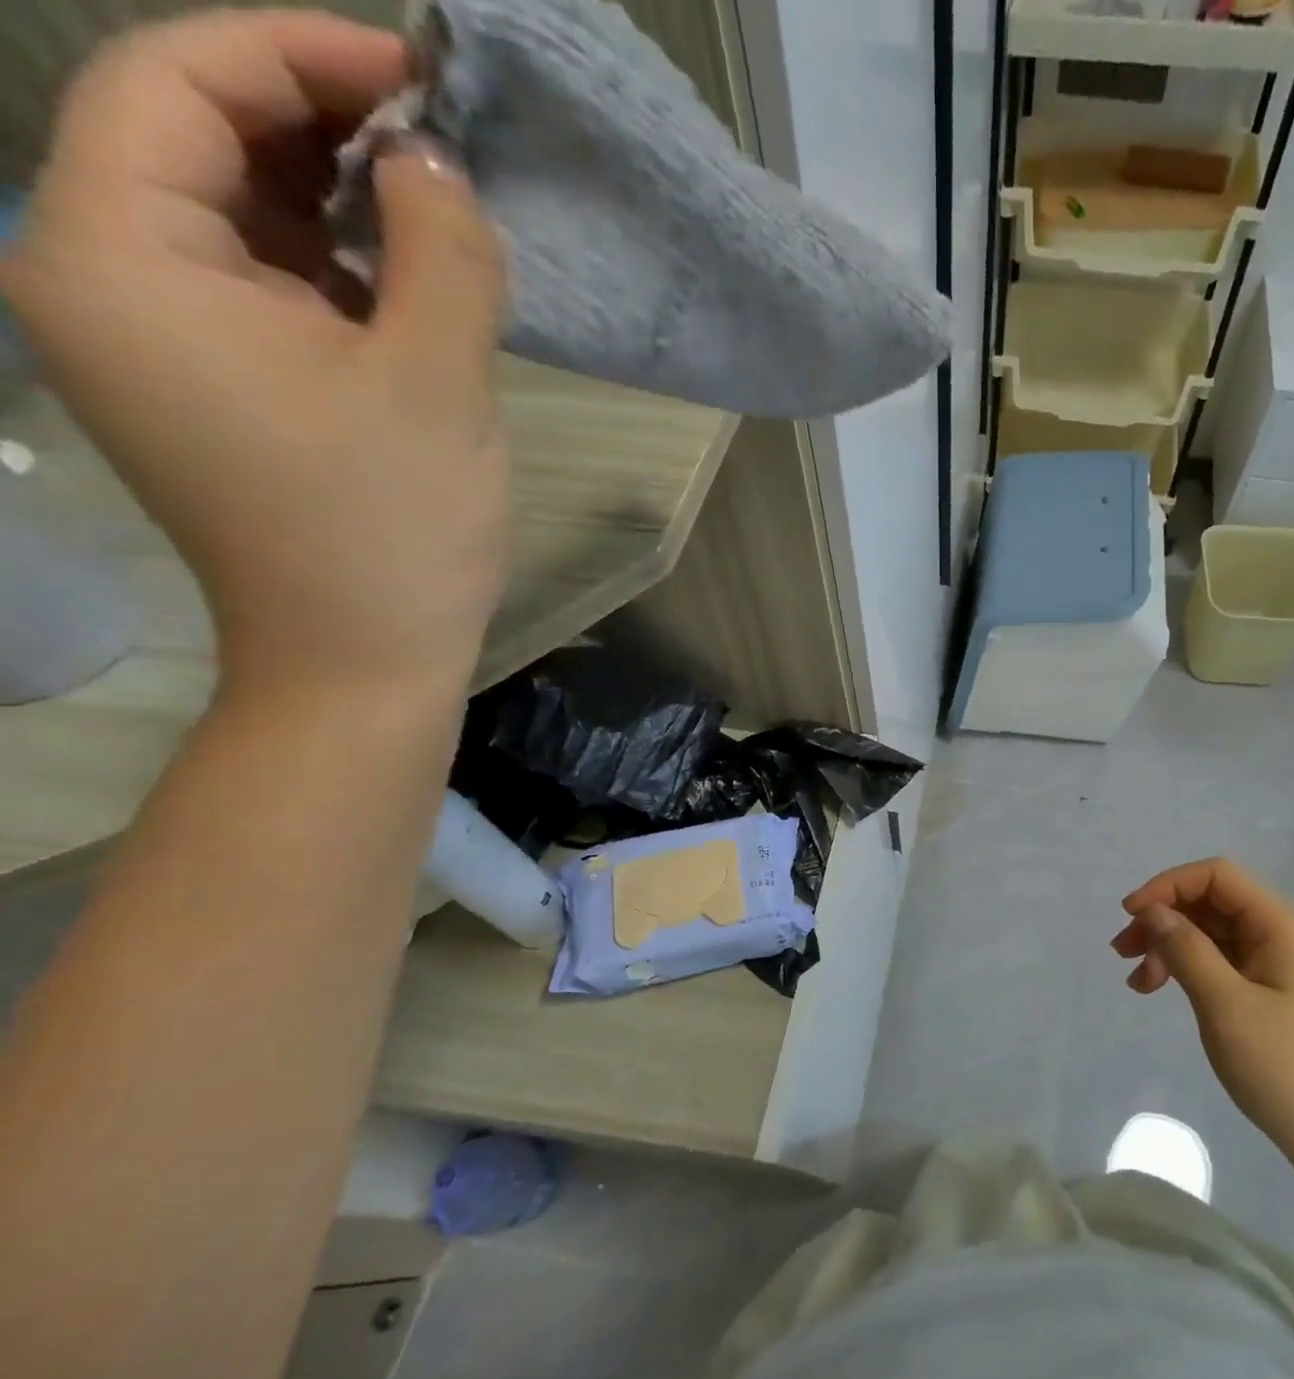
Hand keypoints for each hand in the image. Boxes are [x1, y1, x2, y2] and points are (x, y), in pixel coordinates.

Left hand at [0, 12, 508, 691]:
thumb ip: (442, 253)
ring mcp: (160, 340)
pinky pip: (266, 287)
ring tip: (442, 213)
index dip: (298, 53)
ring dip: (338, 199)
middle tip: (444, 148)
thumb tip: (439, 164)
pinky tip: (412, 283)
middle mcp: (104, 280)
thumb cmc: (393, 529)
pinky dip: (337, 266)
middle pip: (196, 141)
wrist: (362, 659)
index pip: (173, 83)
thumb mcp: (436, 383)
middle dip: (322, 127)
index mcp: (118, 259)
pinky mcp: (218, 386)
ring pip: (238, 217)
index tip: (419, 77)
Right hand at [1113, 857, 1293, 1188]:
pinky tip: (1165, 992)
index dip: (1168, 885)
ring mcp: (1281, 967)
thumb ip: (1187, 950)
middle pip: (1212, 903)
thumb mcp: (1227, 1007)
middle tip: (1123, 953)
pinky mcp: (1276, 995)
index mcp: (1282, 926)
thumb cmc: (1289, 1072)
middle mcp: (1284, 935)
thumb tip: (1153, 911)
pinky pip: (1225, 964)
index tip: (1131, 916)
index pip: (1217, 876)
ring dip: (1171, 947)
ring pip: (1214, 935)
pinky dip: (1190, 971)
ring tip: (1138, 983)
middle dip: (1164, 919)